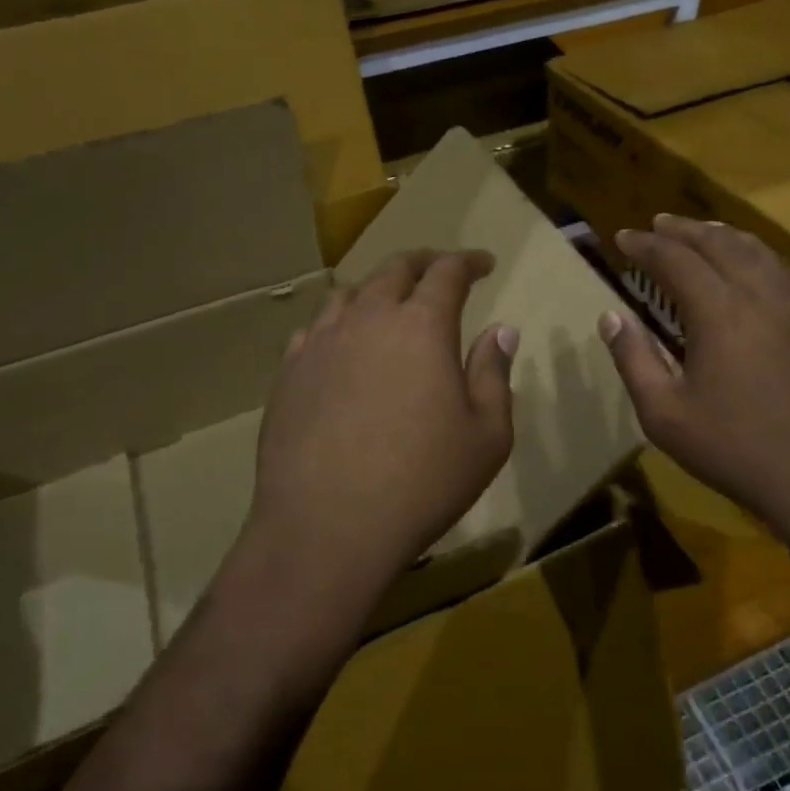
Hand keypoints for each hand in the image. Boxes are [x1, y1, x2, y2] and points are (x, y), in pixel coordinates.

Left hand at [245, 250, 517, 611]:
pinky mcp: (288, 373)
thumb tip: (500, 330)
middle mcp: (368, 319)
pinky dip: (337, 322)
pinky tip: (342, 344)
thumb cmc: (422, 483)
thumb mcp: (486, 436)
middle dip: (423, 262)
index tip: (484, 264)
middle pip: (394, 269)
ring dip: (376, 288)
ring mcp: (321, 343)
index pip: (447, 273)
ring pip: (348, 293)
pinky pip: (314, 329)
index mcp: (421, 326)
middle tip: (440, 270)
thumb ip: (494, 374)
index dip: (468, 262)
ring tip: (389, 302)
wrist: (327, 528)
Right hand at [599, 215, 789, 546]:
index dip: (646, 245)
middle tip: (658, 224)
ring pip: (759, 252)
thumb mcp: (665, 415)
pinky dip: (768, 259)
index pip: (675, 259)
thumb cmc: (736, 449)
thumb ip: (634, 359)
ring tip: (703, 230)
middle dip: (684, 230)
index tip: (623, 238)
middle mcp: (761, 295)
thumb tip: (611, 316)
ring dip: (725, 235)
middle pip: (719, 243)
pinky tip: (763, 265)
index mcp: (719, 312)